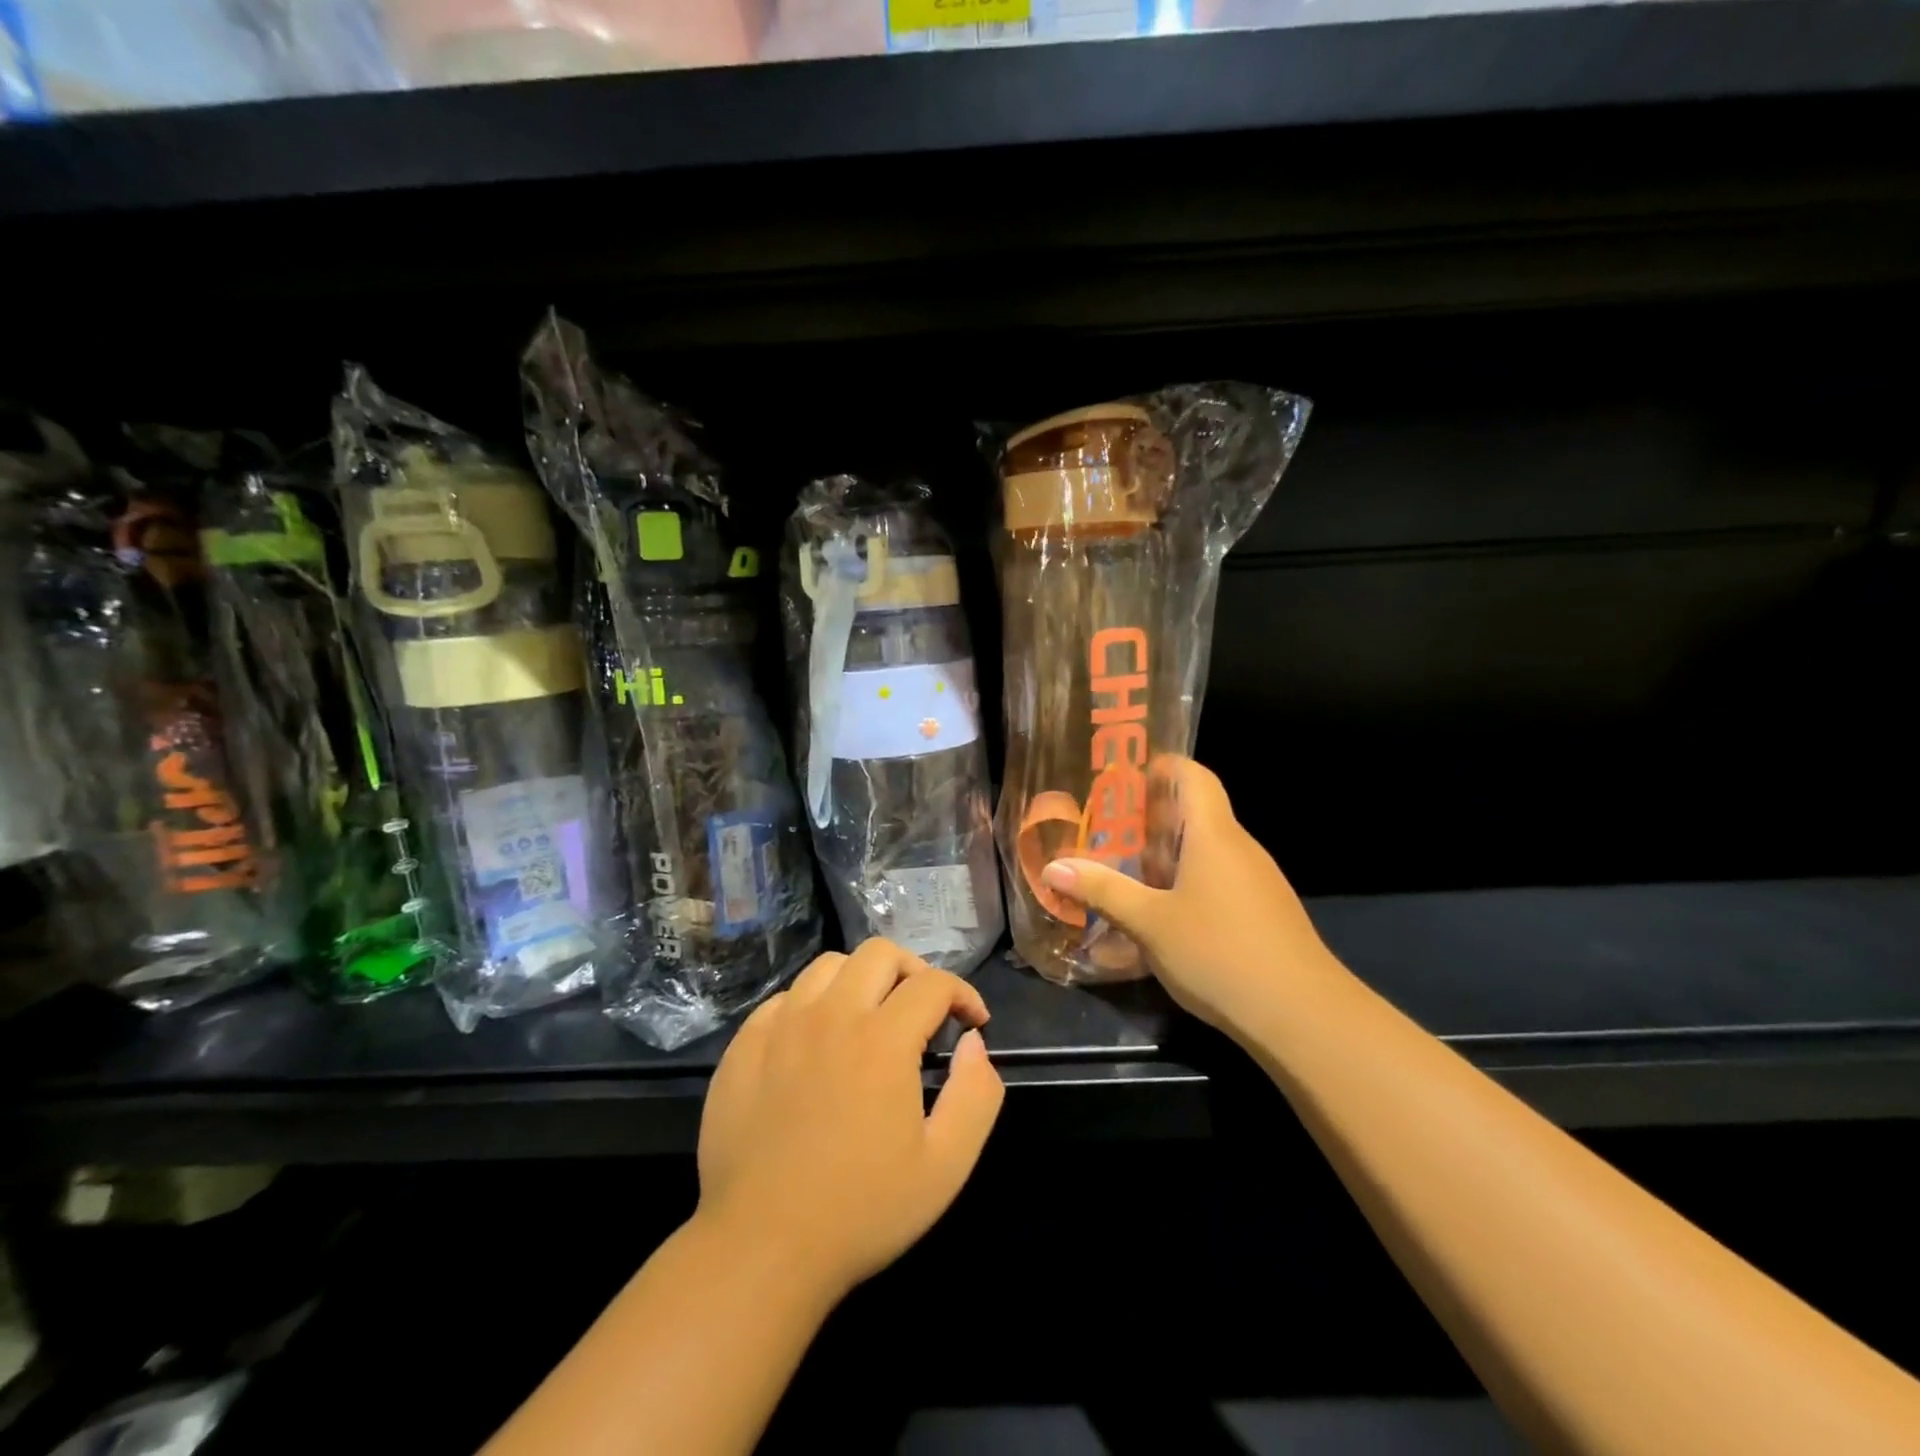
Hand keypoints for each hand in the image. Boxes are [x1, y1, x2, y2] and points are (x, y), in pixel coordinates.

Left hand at [694, 940, 1004, 1302]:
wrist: (760, 1248)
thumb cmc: (861, 1211)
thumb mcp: (946, 1166)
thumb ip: (976, 1094)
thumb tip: (973, 1043)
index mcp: (882, 1039)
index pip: (933, 983)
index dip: (963, 994)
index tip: (973, 1023)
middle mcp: (831, 1015)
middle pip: (879, 954)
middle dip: (914, 971)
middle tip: (923, 1010)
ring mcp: (781, 1026)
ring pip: (829, 966)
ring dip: (861, 980)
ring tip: (870, 1017)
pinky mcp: (744, 1045)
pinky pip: (785, 998)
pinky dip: (812, 1004)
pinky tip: (817, 1042)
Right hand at [1040, 756, 1340, 1037]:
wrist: (1302, 1015)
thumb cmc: (1219, 952)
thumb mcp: (1149, 923)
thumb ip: (1102, 891)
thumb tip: (1053, 867)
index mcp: (1213, 835)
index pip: (1193, 775)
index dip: (1160, 766)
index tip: (1122, 778)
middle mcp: (1239, 848)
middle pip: (1195, 814)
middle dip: (1148, 819)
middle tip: (1103, 831)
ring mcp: (1256, 882)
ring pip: (1205, 852)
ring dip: (1165, 857)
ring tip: (1123, 873)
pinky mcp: (1263, 913)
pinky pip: (1218, 881)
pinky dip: (1186, 884)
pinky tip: (1161, 916)